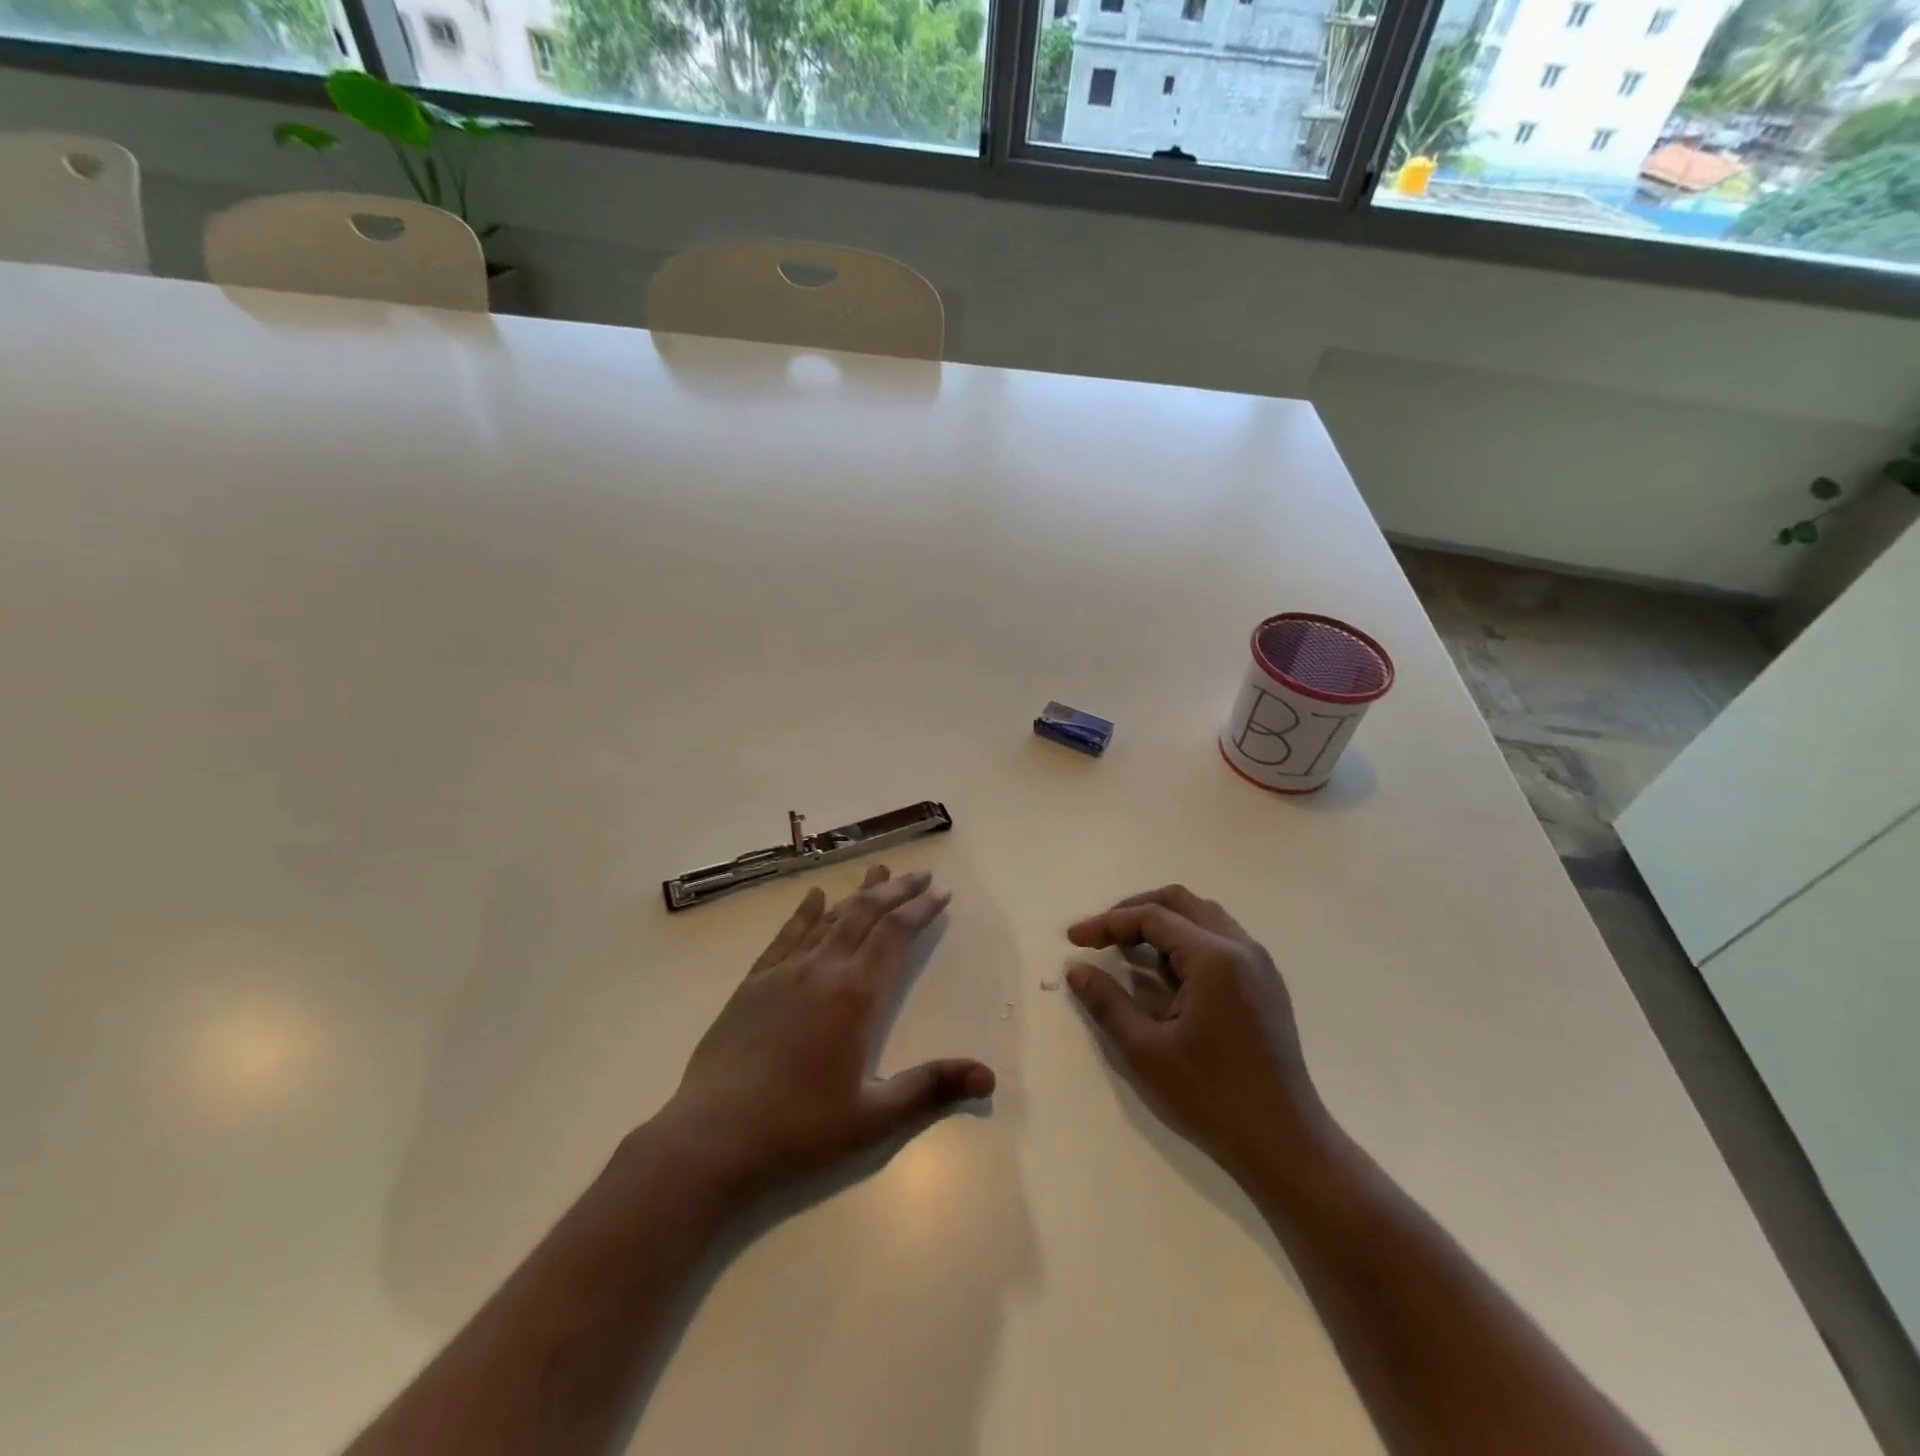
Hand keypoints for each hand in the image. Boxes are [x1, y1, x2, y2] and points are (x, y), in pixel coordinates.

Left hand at [655, 866, 994, 1208]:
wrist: (712, 1138)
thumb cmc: (799, 1130)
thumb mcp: (873, 1118)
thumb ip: (931, 1089)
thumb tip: (989, 1076)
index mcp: (856, 996)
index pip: (896, 935)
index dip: (921, 910)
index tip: (941, 893)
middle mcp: (822, 969)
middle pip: (866, 914)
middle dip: (897, 891)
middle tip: (920, 874)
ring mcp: (784, 972)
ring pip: (829, 917)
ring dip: (857, 893)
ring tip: (878, 872)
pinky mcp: (753, 982)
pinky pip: (787, 934)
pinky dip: (806, 912)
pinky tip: (813, 897)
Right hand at [1067, 886, 1330, 1184]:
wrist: (1285, 1143)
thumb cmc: (1212, 1096)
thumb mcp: (1147, 1052)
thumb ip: (1108, 1003)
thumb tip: (1076, 970)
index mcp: (1215, 958)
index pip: (1152, 917)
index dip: (1108, 923)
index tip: (1074, 939)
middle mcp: (1241, 948)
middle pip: (1181, 902)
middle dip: (1135, 910)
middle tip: (1102, 934)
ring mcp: (1259, 965)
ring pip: (1203, 917)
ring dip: (1163, 922)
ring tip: (1129, 949)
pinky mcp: (1265, 984)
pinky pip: (1220, 939)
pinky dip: (1186, 940)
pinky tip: (1167, 972)